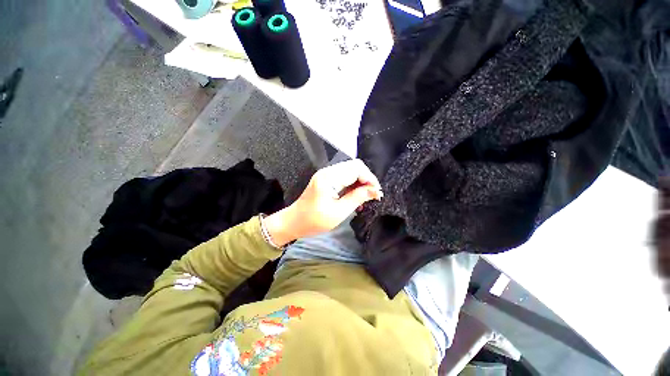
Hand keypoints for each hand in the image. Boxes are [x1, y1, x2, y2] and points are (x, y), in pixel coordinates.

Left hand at [264, 159, 382, 245]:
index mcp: (329, 178)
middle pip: (354, 166)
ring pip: (351, 170)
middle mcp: (328, 171)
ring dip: (361, 182)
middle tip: (372, 195)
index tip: (377, 193)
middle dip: (367, 179)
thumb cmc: (314, 221)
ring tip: (366, 197)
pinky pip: (345, 176)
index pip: (356, 169)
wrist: (294, 222)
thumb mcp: (338, 212)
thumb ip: (357, 198)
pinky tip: (356, 196)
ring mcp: (326, 174)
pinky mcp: (326, 179)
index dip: (370, 179)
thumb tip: (375, 191)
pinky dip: (353, 184)